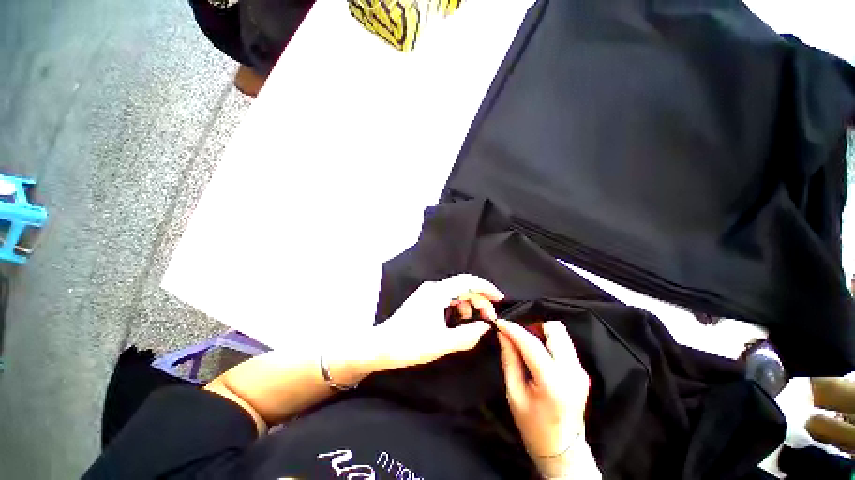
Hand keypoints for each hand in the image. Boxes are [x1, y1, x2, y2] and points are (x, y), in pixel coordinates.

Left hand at [368, 274, 503, 371]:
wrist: (380, 346)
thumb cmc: (410, 344)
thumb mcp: (442, 343)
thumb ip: (467, 335)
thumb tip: (485, 327)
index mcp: (438, 292)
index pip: (467, 281)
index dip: (486, 287)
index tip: (499, 298)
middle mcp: (433, 288)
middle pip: (463, 286)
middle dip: (479, 299)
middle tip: (489, 317)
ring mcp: (427, 294)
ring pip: (455, 293)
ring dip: (468, 304)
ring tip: (474, 321)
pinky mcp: (423, 301)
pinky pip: (446, 299)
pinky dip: (457, 307)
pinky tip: (459, 320)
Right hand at [497, 319, 598, 478]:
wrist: (562, 449)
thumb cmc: (533, 426)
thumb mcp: (514, 393)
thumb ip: (509, 360)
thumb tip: (502, 334)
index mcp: (553, 382)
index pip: (531, 343)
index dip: (513, 329)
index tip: (499, 323)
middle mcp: (572, 371)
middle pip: (555, 329)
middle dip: (532, 327)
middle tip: (517, 337)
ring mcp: (580, 370)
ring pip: (561, 334)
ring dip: (541, 333)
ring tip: (526, 345)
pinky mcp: (582, 371)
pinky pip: (564, 344)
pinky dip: (548, 342)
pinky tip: (537, 354)